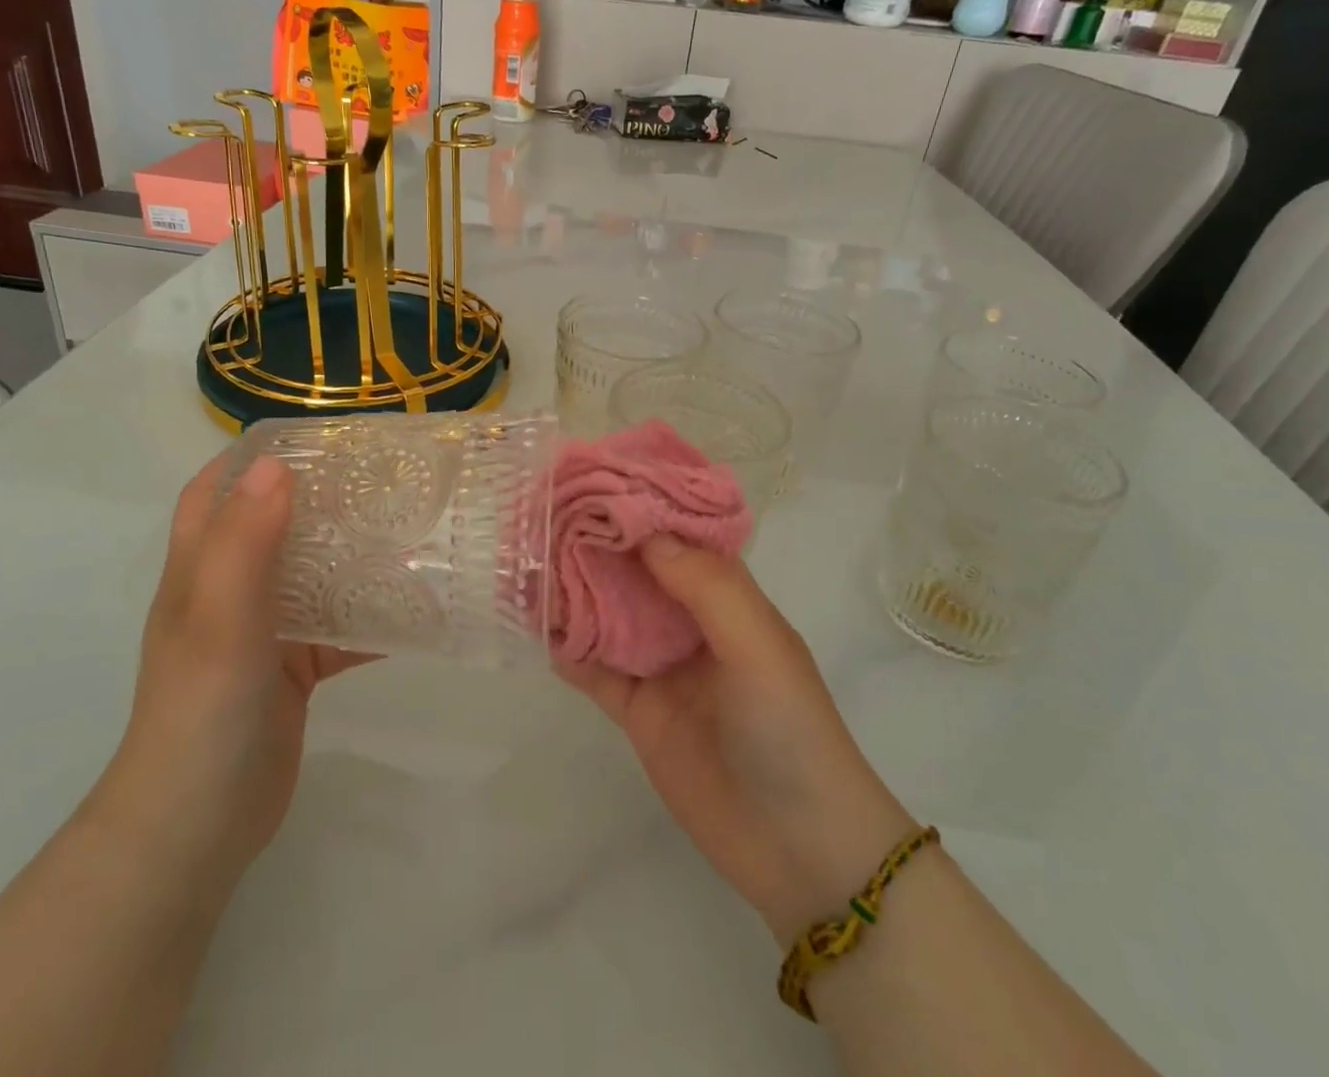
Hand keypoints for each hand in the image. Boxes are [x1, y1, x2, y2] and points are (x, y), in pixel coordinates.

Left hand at [95, 453, 370, 890]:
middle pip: (273, 523)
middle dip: (319, 495)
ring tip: (407, 527)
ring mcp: (263, 631)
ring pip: (312, 573)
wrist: (198, 829)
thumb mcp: (221, 620)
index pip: (217, 491)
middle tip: (380, 476)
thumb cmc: (202, 712)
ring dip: (350, 552)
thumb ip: (245, 544)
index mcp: (201, 570)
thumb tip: (276, 465)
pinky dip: (369, 614)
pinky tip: (414, 607)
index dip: (253, 457)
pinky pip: (338, 626)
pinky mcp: (294, 668)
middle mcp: (229, 592)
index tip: (314, 437)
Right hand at [559, 535, 916, 944]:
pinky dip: (566, 646)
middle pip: (636, 570)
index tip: (595, 477)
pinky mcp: (637, 711)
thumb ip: (703, 584)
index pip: (679, 536)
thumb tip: (642, 531)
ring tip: (528, 559)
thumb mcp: (758, 644)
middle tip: (544, 513)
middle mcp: (691, 622)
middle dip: (597, 542)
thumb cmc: (790, 730)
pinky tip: (533, 623)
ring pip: (609, 613)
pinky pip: (594, 668)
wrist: (800, 852)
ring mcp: (662, 666)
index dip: (642, 506)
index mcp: (727, 597)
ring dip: (574, 589)